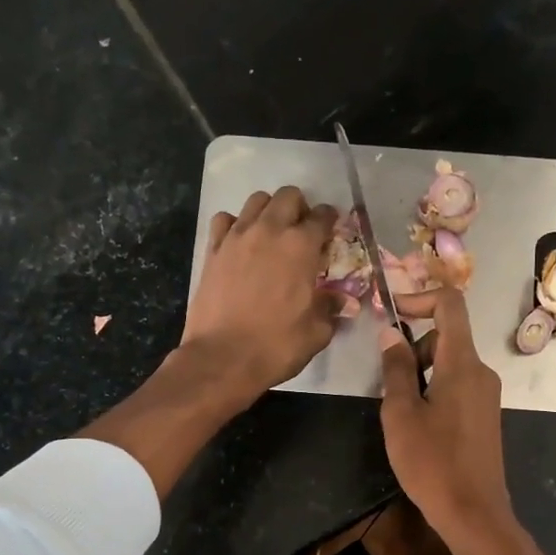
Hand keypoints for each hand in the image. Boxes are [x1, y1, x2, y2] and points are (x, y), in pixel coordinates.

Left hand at [183, 187, 343, 399]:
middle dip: (300, 208)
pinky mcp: (212, 250)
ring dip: (269, 211)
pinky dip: (235, 224)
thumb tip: (342, 301)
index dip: (330, 221)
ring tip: (271, 234)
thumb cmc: (276, 346)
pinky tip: (240, 243)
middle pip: (288, 196)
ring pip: (256, 201)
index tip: (331, 231)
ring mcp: (237, 237)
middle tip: (302, 232)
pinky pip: (225, 220)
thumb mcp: (316, 333)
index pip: (322, 217)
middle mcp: (269, 231)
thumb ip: (331, 310)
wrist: (222, 358)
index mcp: (301, 247)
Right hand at [378, 287, 518, 548]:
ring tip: (400, 411)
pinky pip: (457, 385)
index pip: (450, 305)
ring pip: (450, 363)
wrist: (473, 512)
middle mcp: (481, 372)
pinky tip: (419, 425)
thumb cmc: (431, 462)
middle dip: (413, 348)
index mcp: (462, 364)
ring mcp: (486, 394)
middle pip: (446, 337)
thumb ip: (396, 368)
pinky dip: (434, 389)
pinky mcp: (485, 415)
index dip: (419, 298)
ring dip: (421, 373)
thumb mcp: (401, 413)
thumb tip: (390, 332)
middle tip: (388, 384)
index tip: (391, 312)